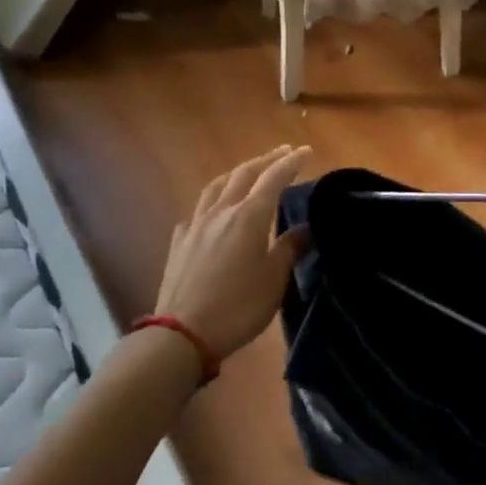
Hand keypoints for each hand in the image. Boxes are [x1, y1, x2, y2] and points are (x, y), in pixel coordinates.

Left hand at [155, 145, 311, 364]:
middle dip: (266, 160)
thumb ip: (290, 248)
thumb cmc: (238, 306)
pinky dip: (213, 200)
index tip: (305, 150)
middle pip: (244, 174)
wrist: (182, 334)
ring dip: (237, 173)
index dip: (291, 162)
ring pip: (217, 186)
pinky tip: (215, 210)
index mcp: (249, 216)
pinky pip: (199, 209)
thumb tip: (305, 228)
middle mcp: (222, 211)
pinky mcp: (180, 242)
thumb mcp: (274, 279)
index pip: (274, 178)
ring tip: (249, 171)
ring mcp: (196, 224)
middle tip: (283, 152)